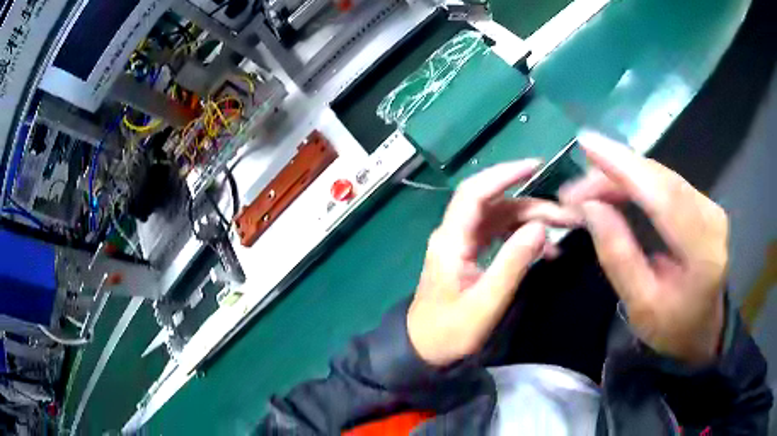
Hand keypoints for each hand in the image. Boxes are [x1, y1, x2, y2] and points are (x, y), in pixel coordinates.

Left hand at [408, 161, 582, 366]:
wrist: (424, 349)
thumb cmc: (450, 332)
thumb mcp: (485, 303)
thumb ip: (512, 264)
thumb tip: (540, 227)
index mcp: (451, 240)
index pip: (475, 193)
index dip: (503, 175)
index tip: (535, 166)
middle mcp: (455, 234)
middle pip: (496, 205)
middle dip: (532, 205)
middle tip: (567, 217)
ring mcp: (462, 243)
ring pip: (500, 218)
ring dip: (531, 220)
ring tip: (563, 231)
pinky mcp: (470, 254)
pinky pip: (499, 235)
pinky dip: (522, 237)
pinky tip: (545, 249)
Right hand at [560, 131, 727, 365]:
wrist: (704, 329)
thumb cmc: (673, 327)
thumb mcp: (641, 305)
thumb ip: (619, 256)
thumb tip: (591, 208)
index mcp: (702, 251)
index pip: (663, 196)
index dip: (625, 167)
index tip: (587, 144)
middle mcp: (710, 217)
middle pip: (659, 179)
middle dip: (614, 172)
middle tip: (574, 188)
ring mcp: (709, 206)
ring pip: (661, 176)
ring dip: (622, 176)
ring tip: (587, 189)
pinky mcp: (702, 203)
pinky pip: (665, 182)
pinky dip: (637, 180)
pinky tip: (615, 186)